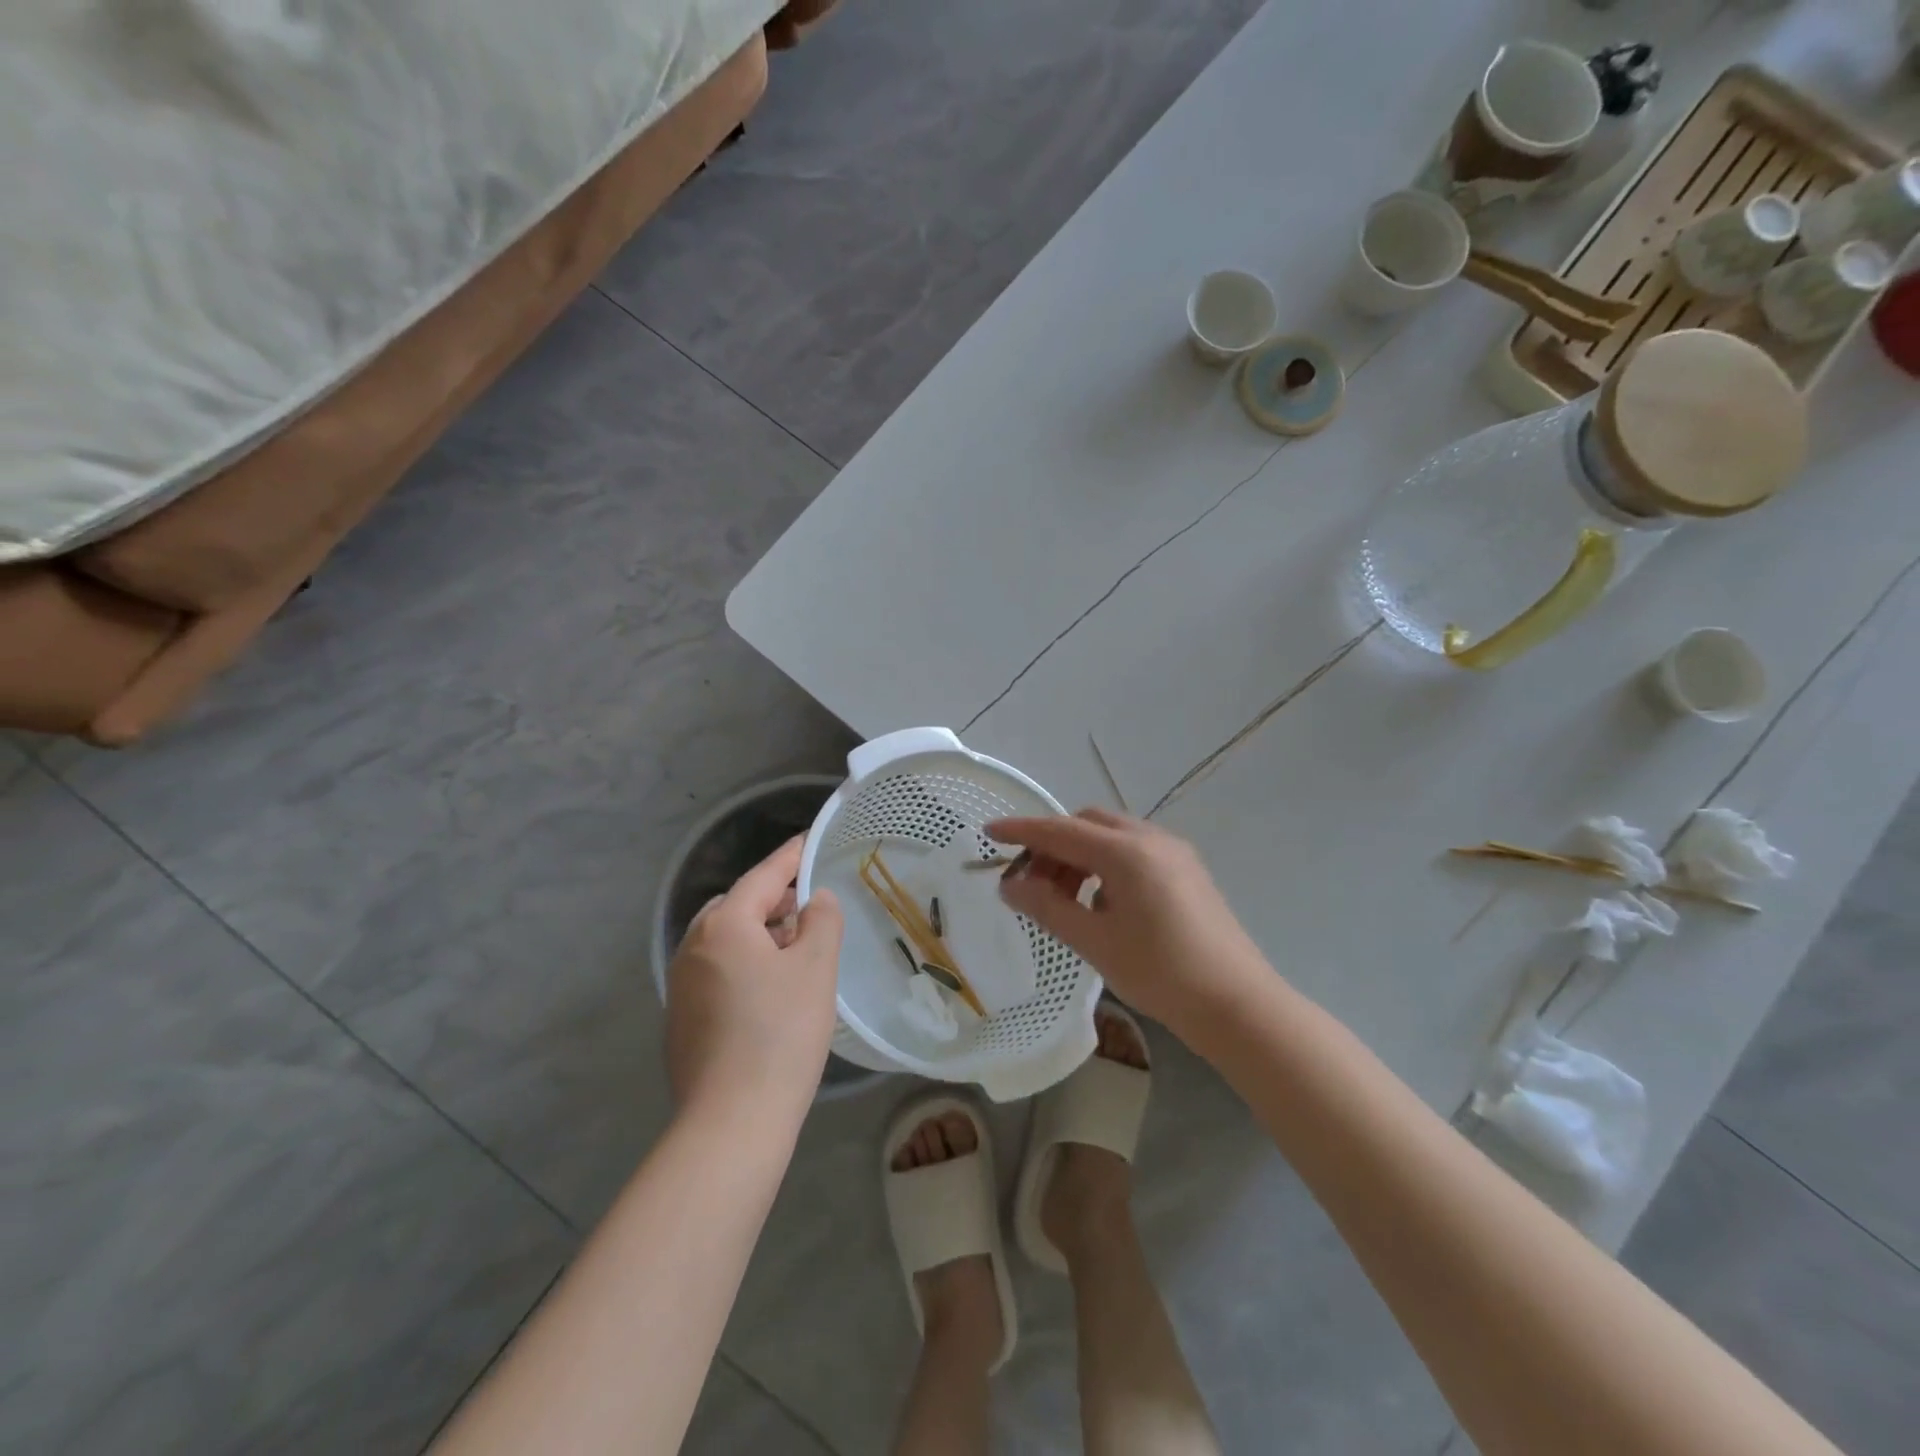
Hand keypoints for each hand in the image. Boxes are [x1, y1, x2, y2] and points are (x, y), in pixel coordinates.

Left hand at [665, 837, 843, 1124]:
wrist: (731, 1122)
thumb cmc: (781, 1034)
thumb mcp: (816, 968)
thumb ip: (821, 920)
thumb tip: (814, 899)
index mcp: (724, 925)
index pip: (763, 876)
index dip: (790, 857)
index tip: (809, 841)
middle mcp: (693, 946)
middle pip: (737, 905)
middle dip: (773, 898)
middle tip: (809, 904)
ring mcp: (681, 984)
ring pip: (725, 940)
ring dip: (758, 933)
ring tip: (795, 946)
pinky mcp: (681, 1018)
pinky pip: (716, 970)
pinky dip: (744, 963)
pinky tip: (769, 989)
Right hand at [988, 809, 1265, 1038]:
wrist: (1237, 1004)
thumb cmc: (1161, 973)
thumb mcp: (1094, 942)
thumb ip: (1047, 906)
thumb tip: (1008, 885)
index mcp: (1126, 851)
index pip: (1060, 830)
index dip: (1021, 831)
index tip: (988, 833)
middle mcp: (1151, 839)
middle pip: (1086, 824)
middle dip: (1052, 846)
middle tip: (1030, 883)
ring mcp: (1174, 852)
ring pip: (1111, 836)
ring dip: (1079, 856)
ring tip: (1063, 899)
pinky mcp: (1187, 870)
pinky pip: (1134, 851)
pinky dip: (1106, 865)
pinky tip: (1102, 904)